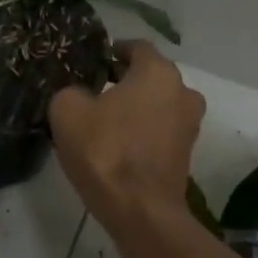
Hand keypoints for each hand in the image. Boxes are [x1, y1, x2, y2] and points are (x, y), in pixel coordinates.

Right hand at [49, 41, 204, 231]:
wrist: (140, 210)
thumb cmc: (105, 150)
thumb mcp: (67, 111)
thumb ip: (70, 91)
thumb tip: (79, 95)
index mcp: (158, 72)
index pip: (136, 47)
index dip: (113, 50)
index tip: (93, 61)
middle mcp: (183, 91)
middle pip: (150, 76)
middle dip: (125, 80)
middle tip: (94, 90)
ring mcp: (190, 124)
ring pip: (158, 104)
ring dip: (136, 107)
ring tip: (104, 119)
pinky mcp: (187, 153)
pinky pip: (161, 130)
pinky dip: (143, 131)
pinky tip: (118, 143)